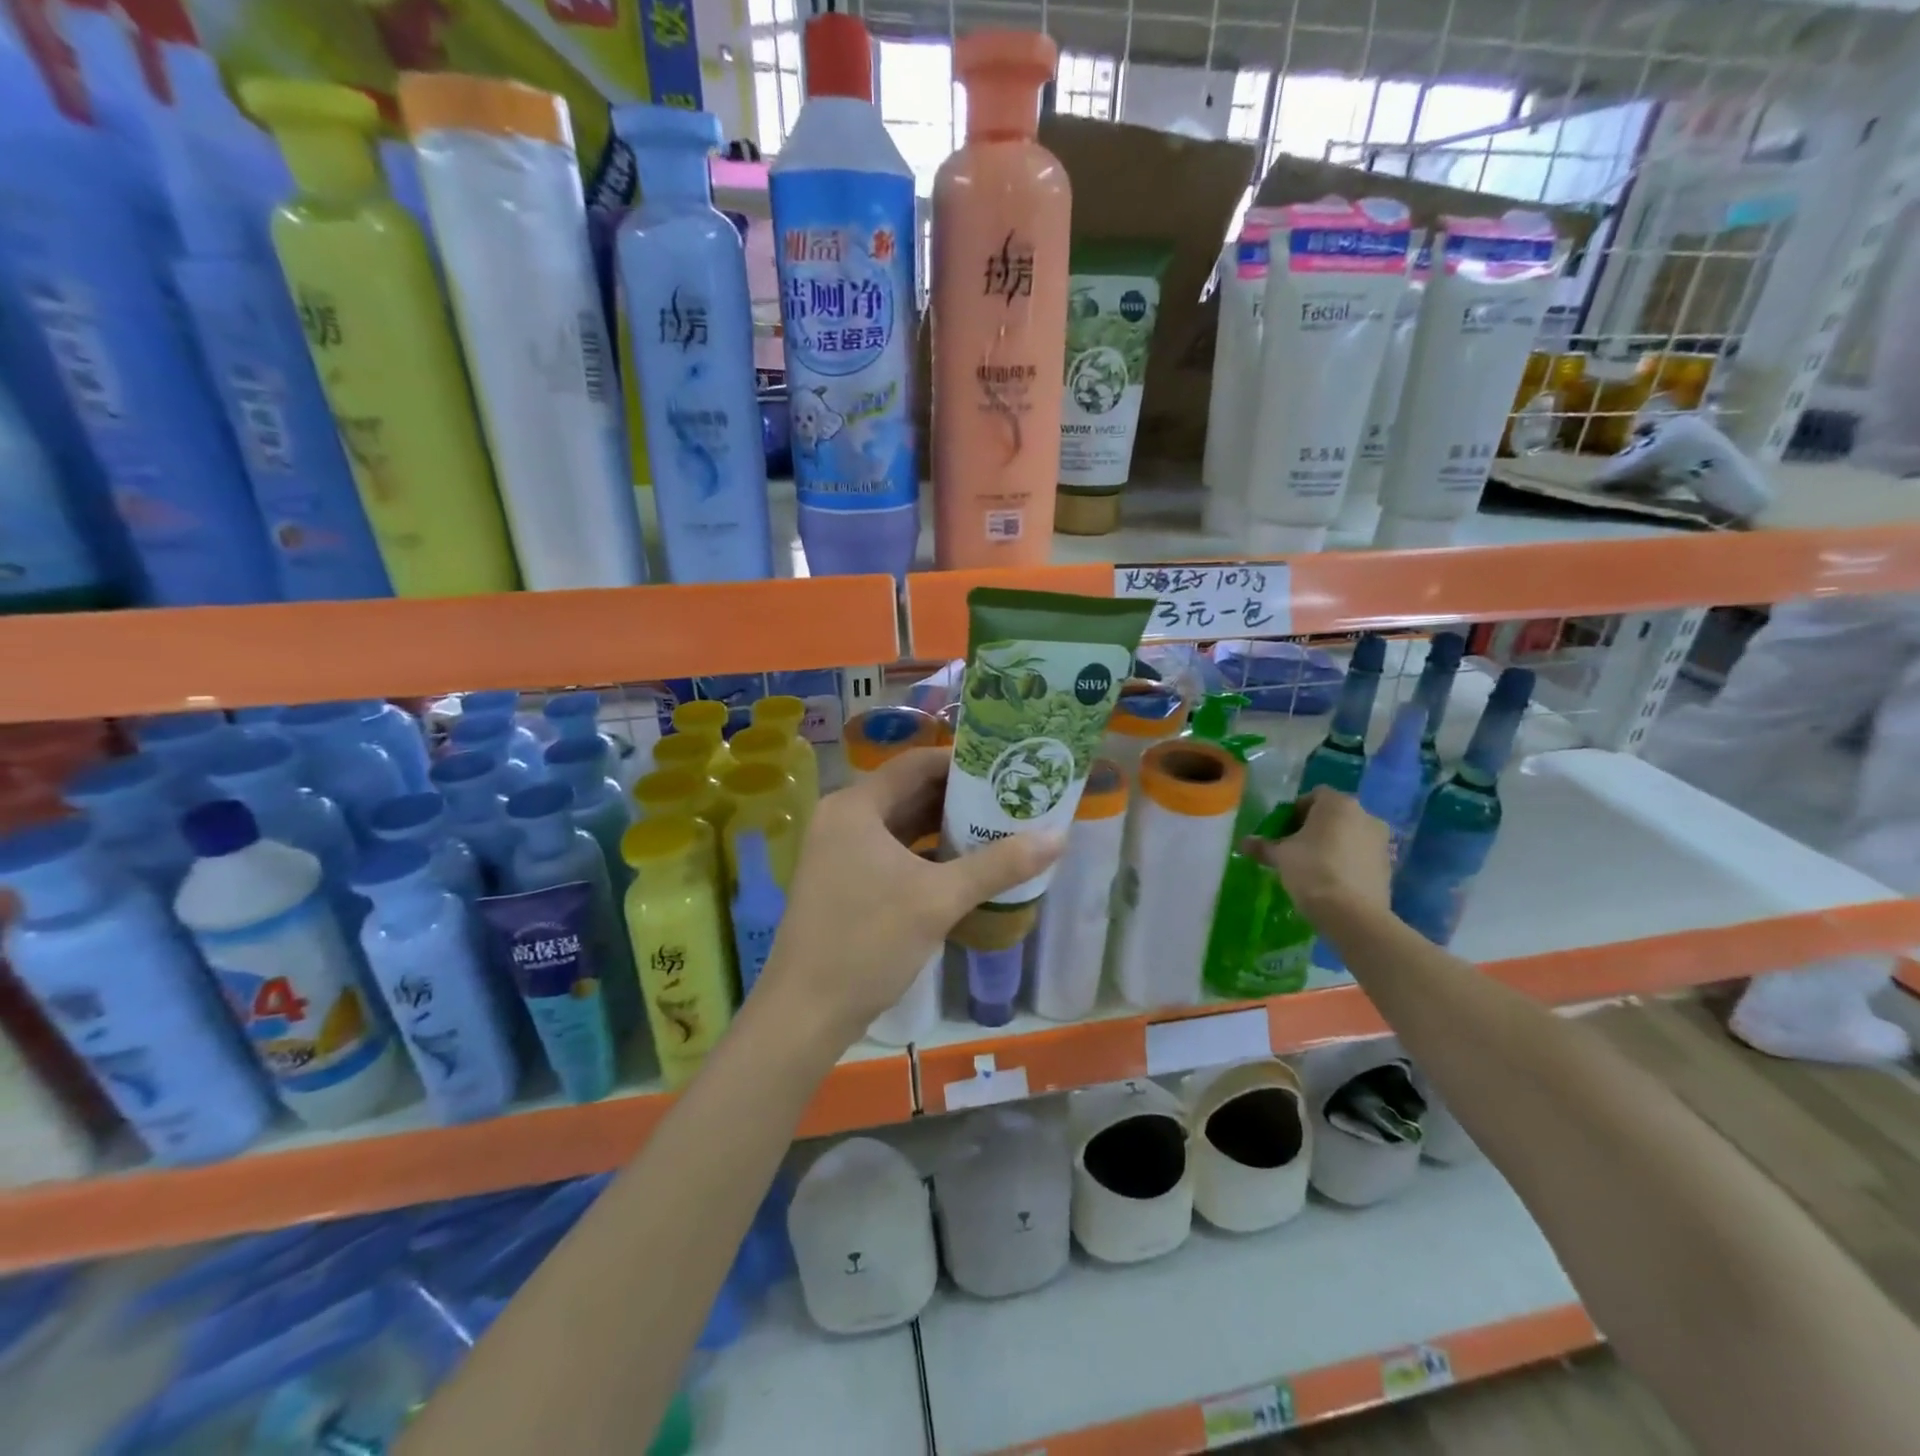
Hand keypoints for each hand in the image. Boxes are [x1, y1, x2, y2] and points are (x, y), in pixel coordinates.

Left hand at [758, 749, 1064, 1047]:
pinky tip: (964, 865)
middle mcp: (844, 818)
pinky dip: (926, 852)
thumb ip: (998, 865)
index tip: (1007, 768)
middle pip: (910, 791)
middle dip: (960, 796)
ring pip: (902, 824)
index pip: (917, 763)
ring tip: (998, 827)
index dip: (963, 762)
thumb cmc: (868, 942)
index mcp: (856, 807)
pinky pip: (892, 851)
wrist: (806, 1012)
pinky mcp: (844, 879)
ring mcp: (840, 851)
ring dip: (945, 826)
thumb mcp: (939, 900)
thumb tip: (1058, 837)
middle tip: (1011, 798)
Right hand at [1241, 787, 1391, 929]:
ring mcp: (1381, 841)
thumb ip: (1263, 846)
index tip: (1282, 831)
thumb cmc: (1311, 871)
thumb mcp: (1280, 857)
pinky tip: (1332, 881)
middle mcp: (1365, 815)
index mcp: (1338, 804)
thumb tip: (1243, 843)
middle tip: (1295, 848)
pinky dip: (1347, 861)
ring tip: (1313, 866)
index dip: (1295, 811)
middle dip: (1314, 828)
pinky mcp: (1389, 866)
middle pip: (1334, 815)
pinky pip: (1361, 855)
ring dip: (1333, 844)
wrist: (1352, 914)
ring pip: (1350, 835)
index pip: (1313, 796)